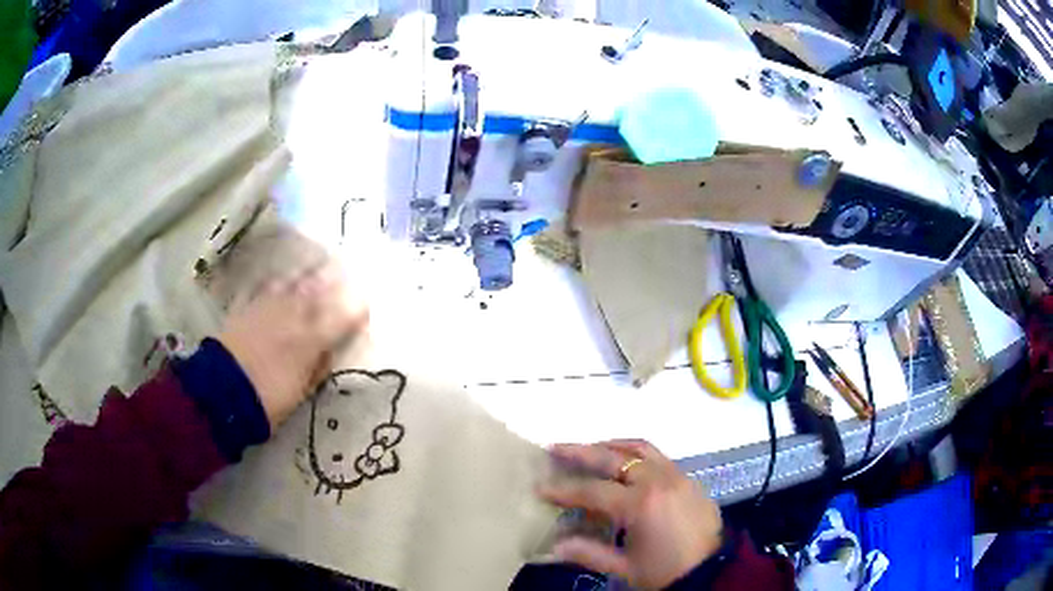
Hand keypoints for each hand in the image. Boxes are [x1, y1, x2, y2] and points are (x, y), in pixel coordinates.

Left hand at [219, 260, 367, 429]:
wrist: (223, 390)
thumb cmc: (268, 398)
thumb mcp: (302, 391)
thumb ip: (318, 367)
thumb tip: (329, 350)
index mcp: (312, 338)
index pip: (343, 316)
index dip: (357, 308)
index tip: (366, 306)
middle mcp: (294, 314)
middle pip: (320, 290)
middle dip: (335, 280)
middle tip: (346, 269)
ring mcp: (269, 306)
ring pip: (294, 282)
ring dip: (309, 274)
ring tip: (319, 263)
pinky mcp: (248, 306)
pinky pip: (267, 286)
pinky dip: (279, 281)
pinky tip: (283, 278)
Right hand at [538, 440, 722, 589]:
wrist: (711, 570)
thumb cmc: (665, 572)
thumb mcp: (624, 568)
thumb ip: (588, 553)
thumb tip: (554, 546)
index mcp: (640, 504)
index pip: (592, 491)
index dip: (563, 490)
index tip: (540, 487)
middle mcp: (658, 481)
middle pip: (614, 458)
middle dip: (581, 452)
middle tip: (556, 448)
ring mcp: (677, 475)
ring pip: (639, 448)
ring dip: (611, 446)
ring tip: (590, 449)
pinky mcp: (689, 478)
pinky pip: (658, 457)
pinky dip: (636, 455)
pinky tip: (626, 465)